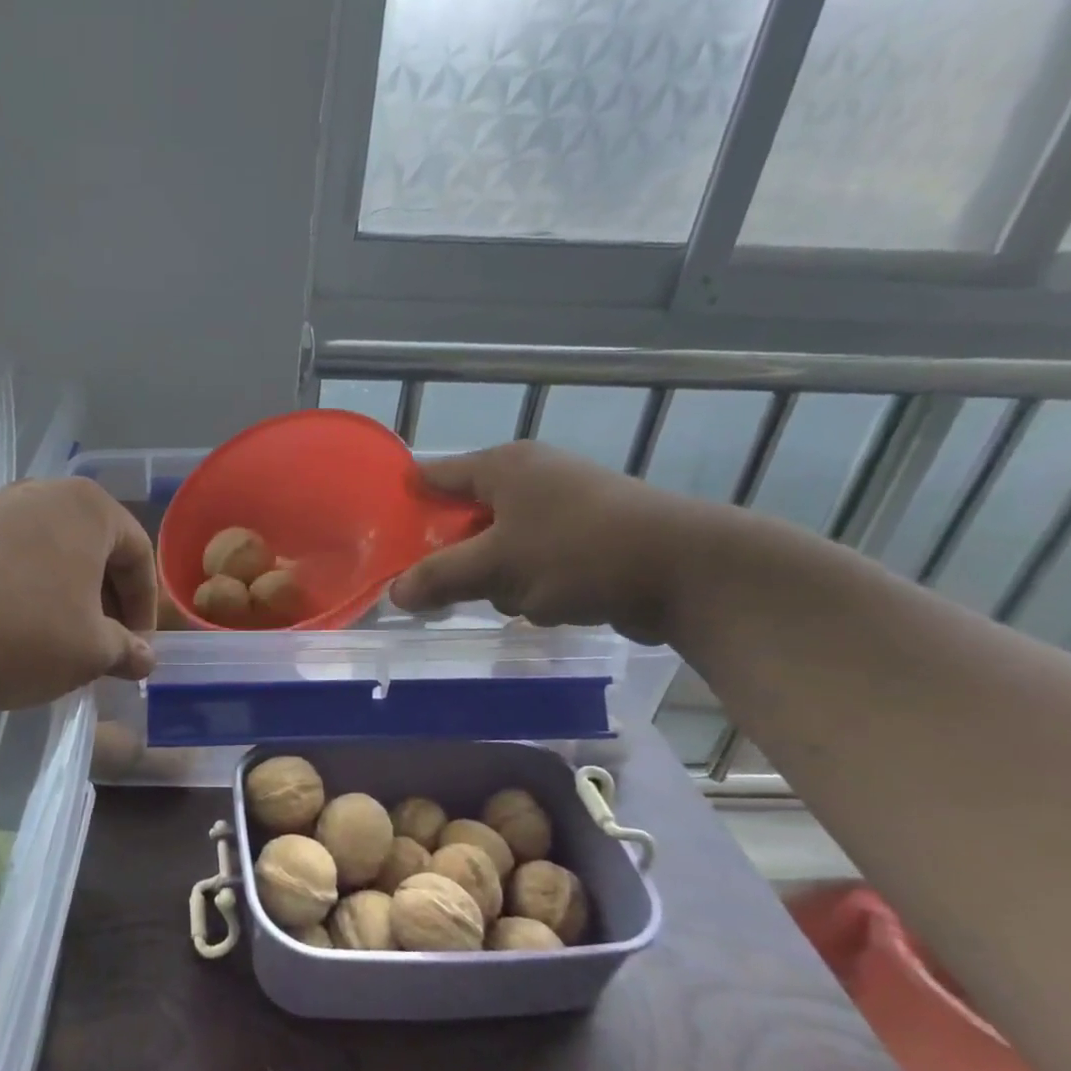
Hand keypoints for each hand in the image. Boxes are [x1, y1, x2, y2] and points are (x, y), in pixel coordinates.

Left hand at [0, 477, 157, 711]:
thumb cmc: (24, 630)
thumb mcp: (91, 650)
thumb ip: (127, 650)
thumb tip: (145, 660)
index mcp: (90, 507)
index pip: (139, 555)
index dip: (146, 607)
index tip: (138, 649)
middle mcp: (46, 494)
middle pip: (97, 550)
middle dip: (108, 602)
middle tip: (107, 646)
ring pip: (56, 555)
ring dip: (71, 598)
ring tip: (65, 642)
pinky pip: (18, 560)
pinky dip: (33, 592)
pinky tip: (22, 630)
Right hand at [388, 442, 709, 642]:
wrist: (688, 571)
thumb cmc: (580, 553)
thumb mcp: (497, 567)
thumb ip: (439, 577)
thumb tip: (394, 594)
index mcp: (503, 466)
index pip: (432, 476)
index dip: (404, 506)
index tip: (382, 541)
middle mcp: (530, 477)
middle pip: (464, 517)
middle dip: (458, 557)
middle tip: (449, 588)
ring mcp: (562, 506)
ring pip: (499, 547)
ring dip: (500, 578)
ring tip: (522, 599)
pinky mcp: (587, 538)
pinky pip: (534, 562)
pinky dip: (534, 585)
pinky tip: (552, 604)